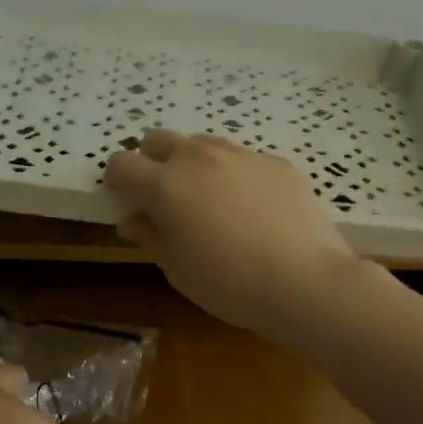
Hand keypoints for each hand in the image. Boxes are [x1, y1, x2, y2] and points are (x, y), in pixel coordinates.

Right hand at [106, 129, 364, 333]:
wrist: (304, 280)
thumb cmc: (229, 283)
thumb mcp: (177, 268)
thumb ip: (151, 236)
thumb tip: (133, 220)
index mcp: (165, 185)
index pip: (121, 163)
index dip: (118, 182)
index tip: (127, 201)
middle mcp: (198, 158)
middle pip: (159, 140)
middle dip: (152, 162)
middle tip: (165, 198)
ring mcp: (240, 155)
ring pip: (202, 144)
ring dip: (193, 164)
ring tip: (210, 201)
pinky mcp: (275, 162)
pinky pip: (241, 159)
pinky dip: (233, 175)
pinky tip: (252, 209)